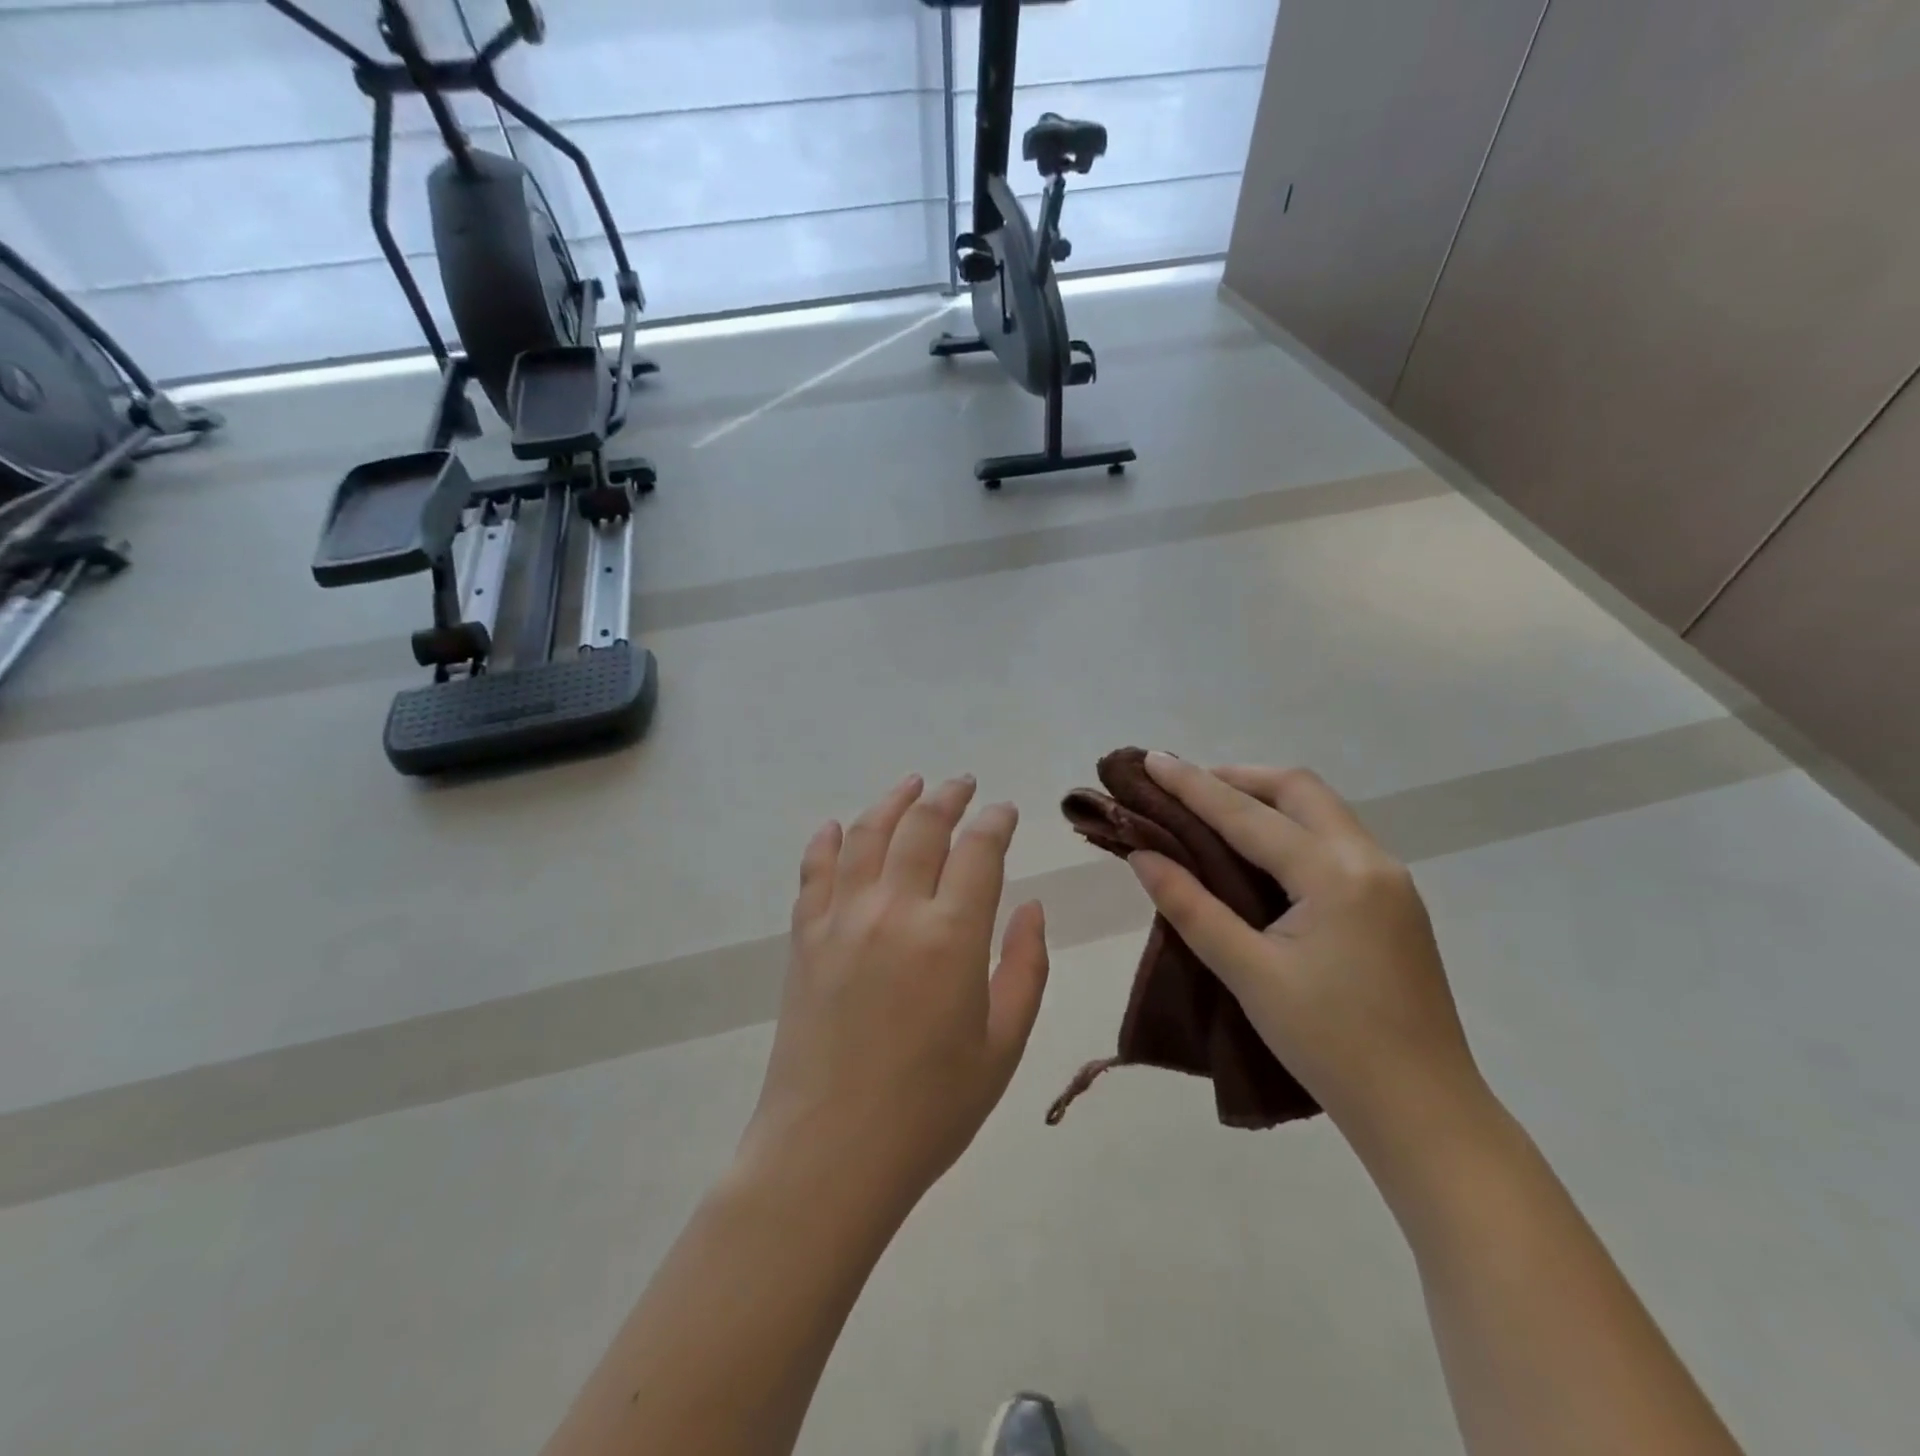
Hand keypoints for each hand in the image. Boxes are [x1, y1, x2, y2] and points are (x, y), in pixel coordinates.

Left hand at [740, 774, 1050, 1212]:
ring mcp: (842, 918)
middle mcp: (895, 910)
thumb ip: (1025, 967)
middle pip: (922, 826)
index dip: (996, 821)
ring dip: (893, 800)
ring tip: (911, 783)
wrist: (829, 1153)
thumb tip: (1032, 908)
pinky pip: (815, 870)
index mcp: (951, 936)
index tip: (1005, 811)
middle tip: (963, 784)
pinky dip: (829, 839)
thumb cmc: (930, 1109)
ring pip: (868, 833)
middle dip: (948, 796)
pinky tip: (839, 826)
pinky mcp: (805, 937)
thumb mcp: (1003, 1046)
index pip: (979, 850)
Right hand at [1126, 752, 1483, 1156]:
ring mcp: (1390, 880)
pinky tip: (1261, 854)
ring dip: (1267, 800)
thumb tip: (1143, 855)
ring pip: (1321, 811)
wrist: (1425, 1113)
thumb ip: (1191, 907)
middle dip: (1238, 779)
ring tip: (1214, 812)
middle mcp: (1370, 860)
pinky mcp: (1395, 903)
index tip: (1150, 759)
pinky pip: (1335, 840)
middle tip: (1185, 787)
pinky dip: (1291, 829)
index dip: (1192, 785)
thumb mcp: (1249, 974)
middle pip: (1298, 789)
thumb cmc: (1330, 1045)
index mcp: (1334, 875)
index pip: (1247, 815)